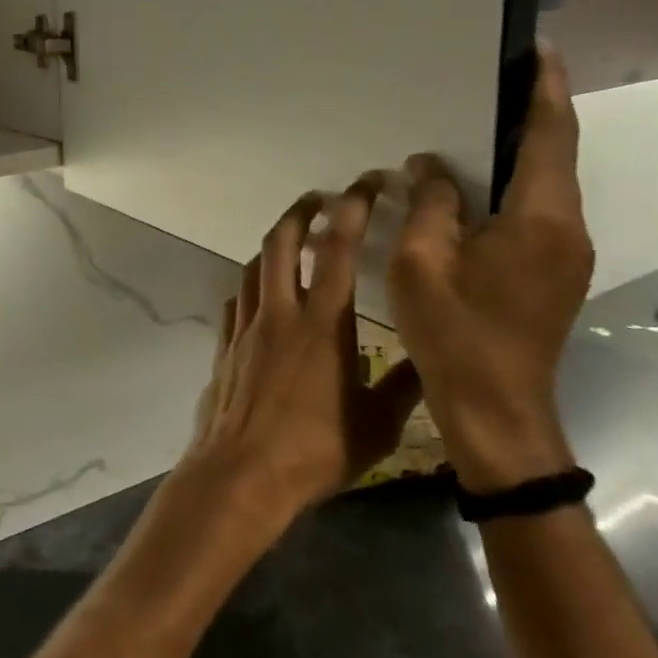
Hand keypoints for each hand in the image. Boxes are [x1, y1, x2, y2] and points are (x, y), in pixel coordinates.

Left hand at [183, 183, 424, 532]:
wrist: (242, 475)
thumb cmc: (314, 452)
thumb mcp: (378, 425)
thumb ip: (406, 384)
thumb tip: (432, 353)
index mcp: (323, 324)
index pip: (339, 248)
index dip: (353, 207)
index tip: (366, 183)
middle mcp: (280, 313)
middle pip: (283, 242)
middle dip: (302, 211)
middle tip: (320, 198)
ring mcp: (246, 327)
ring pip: (255, 266)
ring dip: (274, 243)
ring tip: (292, 237)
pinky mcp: (225, 346)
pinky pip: (237, 300)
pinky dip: (252, 283)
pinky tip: (260, 291)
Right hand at [390, 49, 594, 493]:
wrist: (497, 410)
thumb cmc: (455, 333)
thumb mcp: (422, 262)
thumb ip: (430, 203)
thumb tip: (430, 165)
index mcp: (540, 219)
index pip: (550, 135)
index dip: (546, 88)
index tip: (538, 48)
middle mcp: (567, 229)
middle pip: (554, 157)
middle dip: (531, 114)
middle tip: (494, 80)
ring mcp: (566, 255)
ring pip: (545, 187)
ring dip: (519, 153)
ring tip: (477, 127)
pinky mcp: (554, 275)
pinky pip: (536, 213)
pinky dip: (511, 188)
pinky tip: (474, 190)